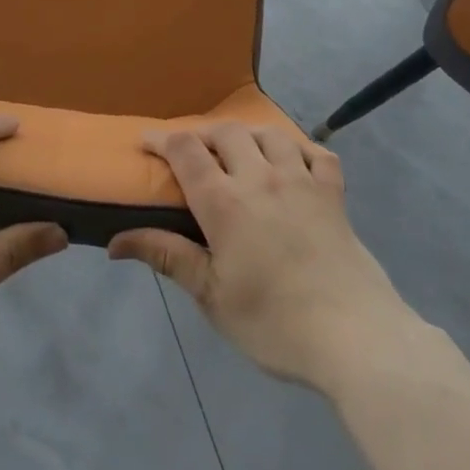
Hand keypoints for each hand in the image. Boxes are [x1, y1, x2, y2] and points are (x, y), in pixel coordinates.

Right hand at [108, 123, 416, 395]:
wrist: (355, 337)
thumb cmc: (273, 322)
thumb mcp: (211, 296)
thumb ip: (167, 256)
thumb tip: (114, 242)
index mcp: (225, 201)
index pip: (186, 150)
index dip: (161, 139)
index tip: (146, 143)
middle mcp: (261, 178)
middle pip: (226, 132)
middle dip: (203, 135)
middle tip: (192, 154)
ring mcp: (302, 181)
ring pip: (270, 134)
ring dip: (248, 136)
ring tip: (239, 153)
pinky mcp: (334, 194)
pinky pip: (317, 154)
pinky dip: (301, 150)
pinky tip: (293, 164)